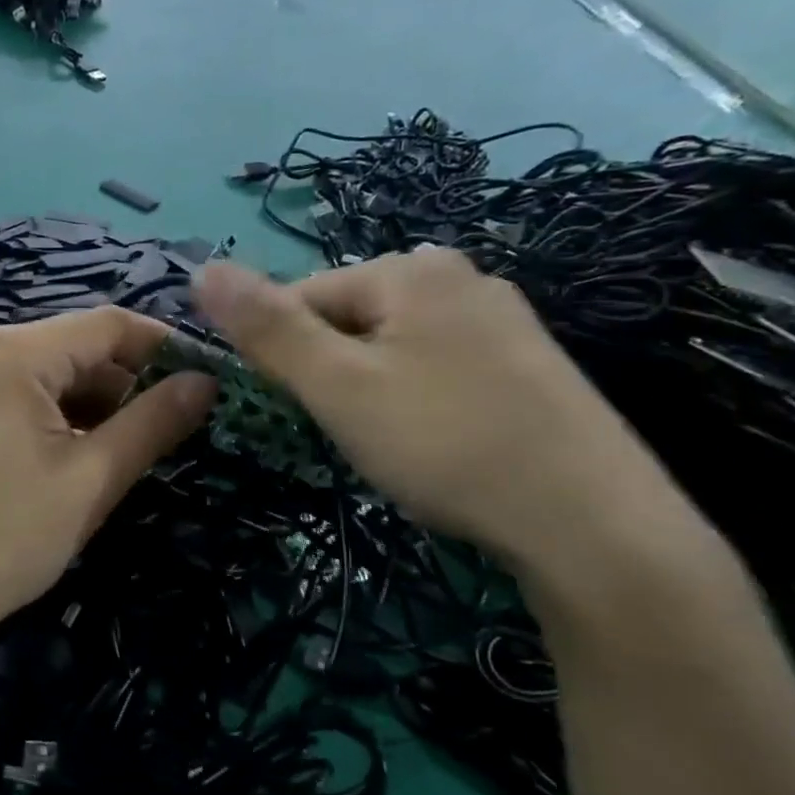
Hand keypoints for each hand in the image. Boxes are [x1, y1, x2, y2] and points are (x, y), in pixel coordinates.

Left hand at [0, 307, 216, 646]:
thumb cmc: (6, 536)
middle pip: (80, 347)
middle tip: (179, 426)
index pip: (110, 325)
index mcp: (15, 352)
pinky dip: (65, 418)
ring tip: (137, 449)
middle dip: (132, 382)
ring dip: (100, 405)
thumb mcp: (92, 478)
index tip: (211, 379)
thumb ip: (154, 422)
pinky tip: (87, 457)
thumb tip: (206, 381)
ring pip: (55, 375)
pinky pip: (27, 397)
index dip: (166, 347)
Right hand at [194, 250, 677, 571]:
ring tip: (390, 443)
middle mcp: (460, 276)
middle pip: (350, 319)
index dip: (282, 354)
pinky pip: (438, 367)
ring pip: (393, 347)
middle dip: (331, 372)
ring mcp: (503, 319)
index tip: (295, 409)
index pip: (303, 296)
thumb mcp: (338, 386)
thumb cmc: (445, 443)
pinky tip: (437, 442)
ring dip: (370, 389)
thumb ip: (267, 328)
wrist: (593, 525)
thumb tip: (202, 269)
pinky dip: (418, 401)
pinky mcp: (529, 364)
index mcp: (411, 269)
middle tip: (348, 431)